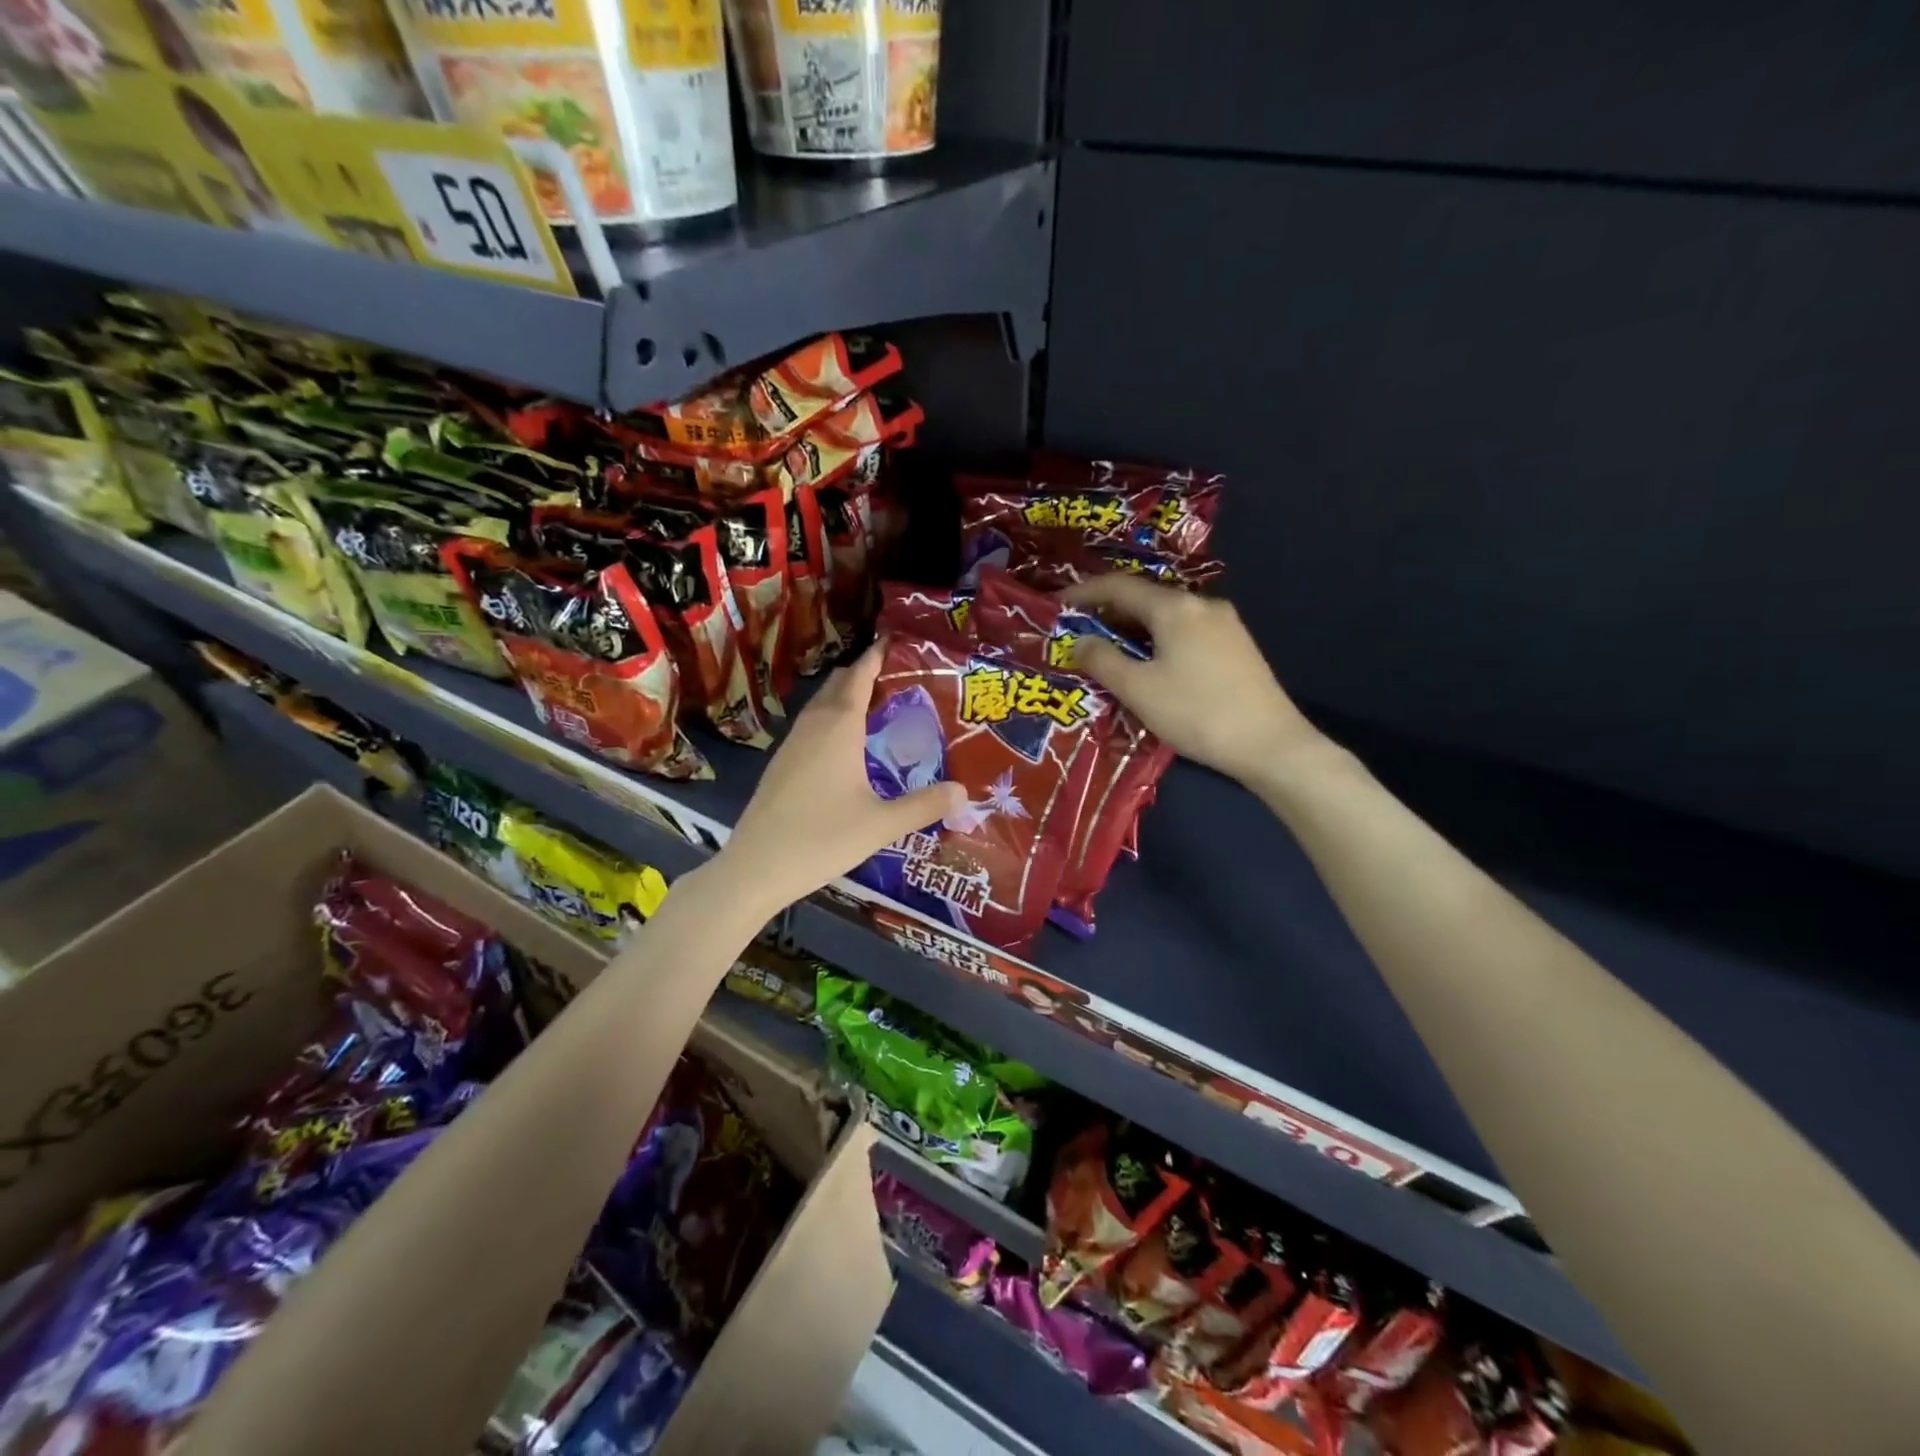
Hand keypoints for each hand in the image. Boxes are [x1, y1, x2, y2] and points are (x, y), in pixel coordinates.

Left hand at [716, 640, 965, 915]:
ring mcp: (792, 744)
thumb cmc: (822, 838)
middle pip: (838, 684)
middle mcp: (813, 726)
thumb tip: (964, 792)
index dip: (876, 655)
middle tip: (896, 674)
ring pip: (821, 705)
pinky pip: (811, 726)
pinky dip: (832, 718)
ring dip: (845, 696)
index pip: (859, 676)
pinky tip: (846, 744)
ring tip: (877, 704)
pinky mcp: (781, 764)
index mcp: (839, 727)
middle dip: (863, 672)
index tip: (894, 638)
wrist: (756, 867)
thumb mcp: (881, 824)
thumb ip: (924, 805)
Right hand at [1063, 575, 1321, 784]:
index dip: (1084, 591)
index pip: (1119, 587)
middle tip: (1079, 632)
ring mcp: (1225, 624)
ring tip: (1109, 651)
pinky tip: (1150, 664)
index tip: (1058, 602)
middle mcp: (1202, 604)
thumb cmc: (1196, 713)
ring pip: (1167, 617)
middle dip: (1109, 612)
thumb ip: (1103, 660)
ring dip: (1134, 628)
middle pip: (1146, 598)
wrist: (1270, 744)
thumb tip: (1080, 641)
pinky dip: (1158, 640)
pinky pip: (1186, 631)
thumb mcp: (1138, 689)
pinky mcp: (1237, 646)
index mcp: (1175, 608)